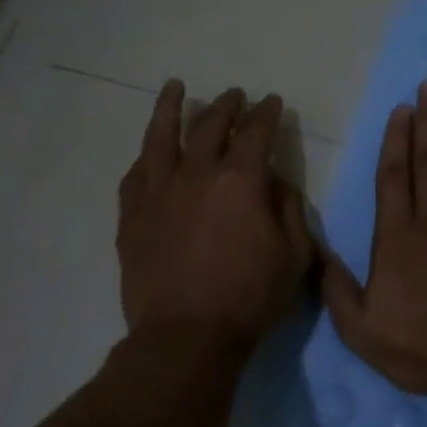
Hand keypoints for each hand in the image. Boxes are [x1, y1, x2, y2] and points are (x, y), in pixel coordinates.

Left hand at [117, 81, 313, 346]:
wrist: (186, 338)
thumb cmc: (250, 298)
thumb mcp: (294, 256)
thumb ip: (289, 209)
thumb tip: (275, 181)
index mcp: (240, 181)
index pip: (256, 132)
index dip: (266, 113)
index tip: (272, 102)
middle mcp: (196, 174)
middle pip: (209, 126)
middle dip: (227, 105)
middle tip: (235, 94)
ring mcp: (157, 192)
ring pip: (160, 137)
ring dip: (170, 108)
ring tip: (175, 87)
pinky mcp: (132, 216)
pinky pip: (135, 173)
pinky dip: (146, 155)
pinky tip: (149, 149)